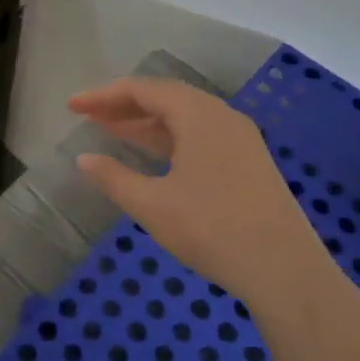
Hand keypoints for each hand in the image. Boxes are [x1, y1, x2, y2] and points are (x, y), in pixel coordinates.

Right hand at [69, 77, 333, 304]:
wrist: (286, 271)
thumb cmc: (212, 230)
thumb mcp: (153, 206)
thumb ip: (113, 178)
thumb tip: (84, 159)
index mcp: (198, 115)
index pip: (143, 90)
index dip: (104, 96)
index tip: (73, 107)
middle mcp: (221, 116)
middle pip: (165, 97)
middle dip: (124, 106)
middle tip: (89, 117)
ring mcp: (240, 138)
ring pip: (184, 117)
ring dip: (146, 123)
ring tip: (111, 132)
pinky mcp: (249, 161)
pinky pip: (200, 135)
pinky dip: (169, 138)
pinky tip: (152, 157)